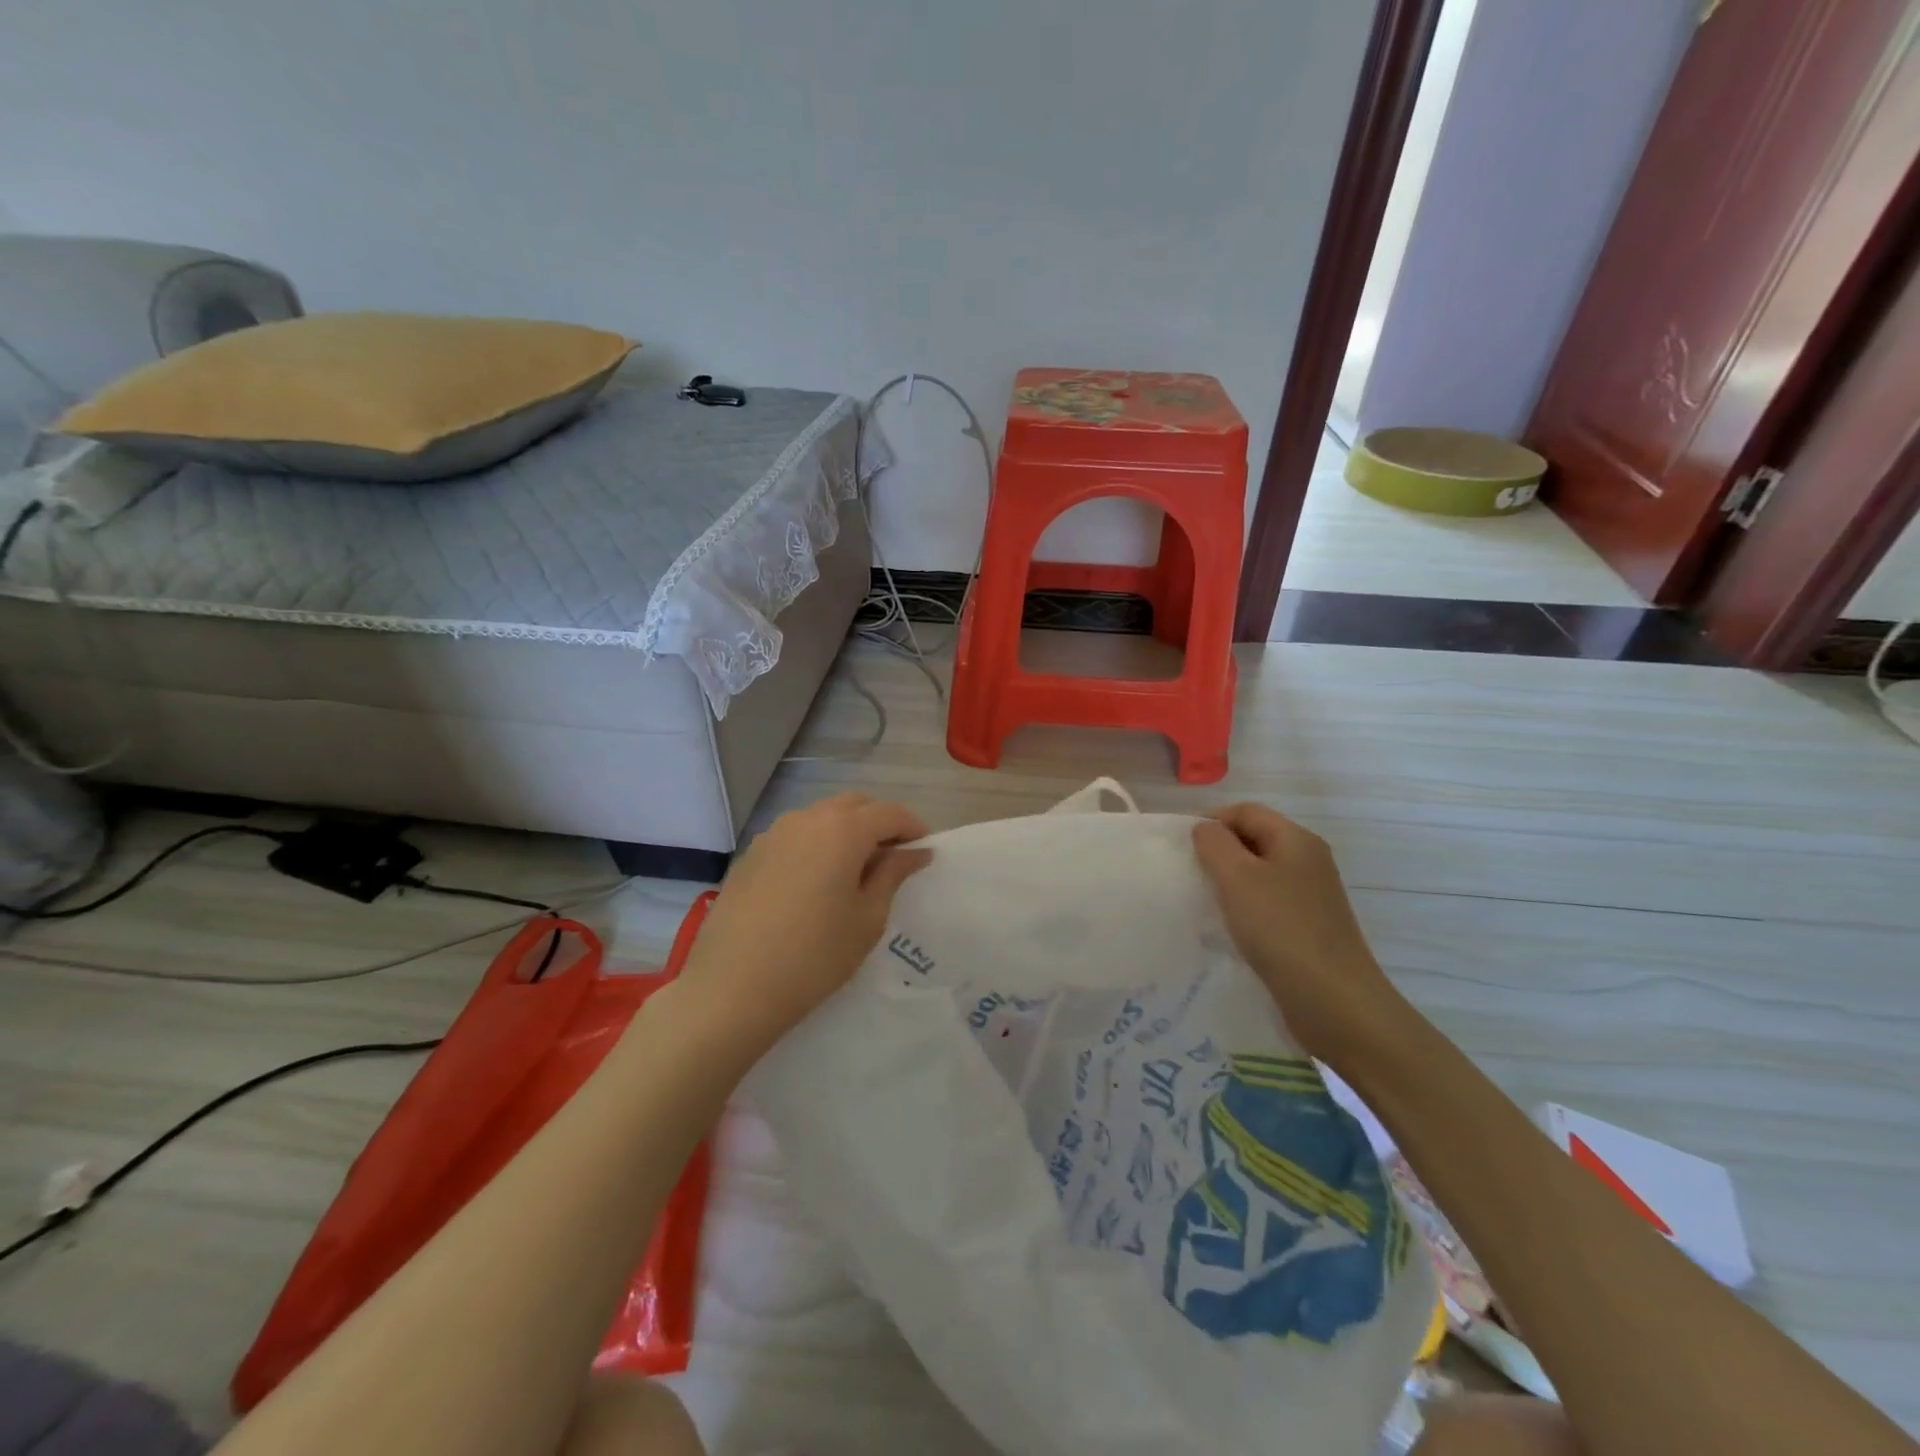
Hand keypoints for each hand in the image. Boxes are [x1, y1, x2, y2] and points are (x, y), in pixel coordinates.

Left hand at [677, 793, 931, 1054]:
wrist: (732, 988)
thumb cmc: (814, 956)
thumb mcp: (867, 918)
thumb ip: (893, 874)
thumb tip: (915, 851)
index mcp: (843, 830)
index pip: (890, 813)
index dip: (913, 828)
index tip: (924, 852)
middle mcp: (807, 819)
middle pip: (855, 805)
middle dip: (878, 824)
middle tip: (891, 861)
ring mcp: (773, 834)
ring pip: (821, 817)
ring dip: (845, 832)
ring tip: (853, 872)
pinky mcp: (750, 854)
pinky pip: (795, 836)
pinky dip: (815, 845)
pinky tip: (814, 883)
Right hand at [1192, 803, 1411, 1067]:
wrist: (1335, 1002)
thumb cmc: (1281, 929)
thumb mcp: (1237, 877)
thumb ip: (1215, 844)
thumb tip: (1205, 829)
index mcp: (1296, 840)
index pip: (1245, 811)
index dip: (1211, 820)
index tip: (1181, 847)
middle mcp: (1308, 861)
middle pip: (1254, 839)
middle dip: (1218, 851)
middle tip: (1188, 874)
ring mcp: (1311, 897)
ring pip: (1260, 874)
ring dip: (1229, 882)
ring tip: (1202, 901)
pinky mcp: (1308, 928)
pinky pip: (1268, 904)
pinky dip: (1244, 909)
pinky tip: (1228, 928)